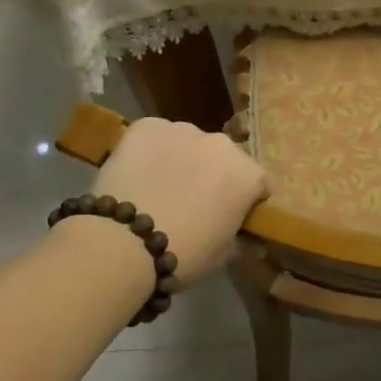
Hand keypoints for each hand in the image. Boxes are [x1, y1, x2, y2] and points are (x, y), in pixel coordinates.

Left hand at [90, 118, 268, 288]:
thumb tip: (252, 240)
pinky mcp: (147, 126)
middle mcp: (222, 143)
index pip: (256, 183)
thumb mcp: (223, 254)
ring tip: (159, 187)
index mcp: (248, 174)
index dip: (243, 200)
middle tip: (192, 201)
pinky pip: (155, 135)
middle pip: (222, 157)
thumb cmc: (184, 254)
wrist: (124, 244)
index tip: (229, 215)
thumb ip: (241, 237)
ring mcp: (183, 130)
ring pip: (188, 143)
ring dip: (182, 159)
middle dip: (212, 174)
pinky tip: (137, 173)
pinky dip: (150, 150)